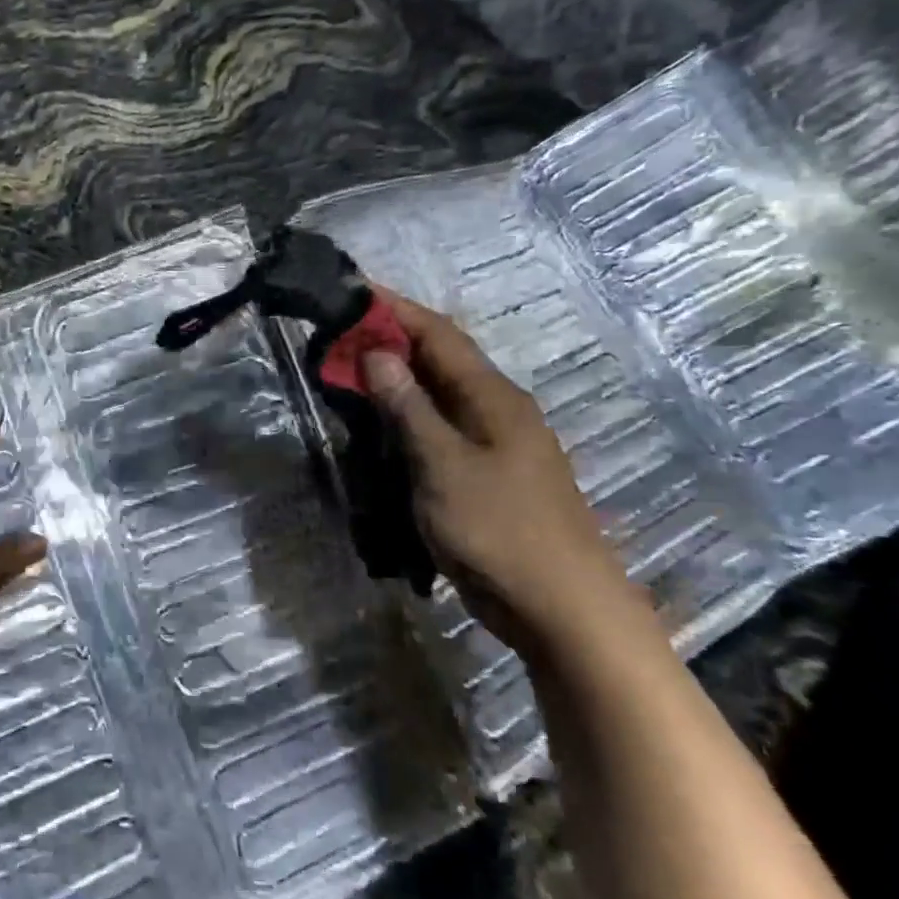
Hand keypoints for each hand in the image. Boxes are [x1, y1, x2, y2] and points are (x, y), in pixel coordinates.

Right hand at [361, 288, 641, 651]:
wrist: (561, 608)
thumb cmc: (500, 530)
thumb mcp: (443, 465)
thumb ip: (409, 408)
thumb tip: (378, 353)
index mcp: (493, 397)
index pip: (438, 334)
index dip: (395, 309)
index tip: (352, 290)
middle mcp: (497, 410)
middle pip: (439, 361)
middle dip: (390, 342)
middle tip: (337, 337)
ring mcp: (496, 445)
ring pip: (439, 398)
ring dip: (397, 382)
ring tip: (349, 375)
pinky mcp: (488, 477)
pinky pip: (441, 432)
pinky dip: (408, 420)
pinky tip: (382, 430)